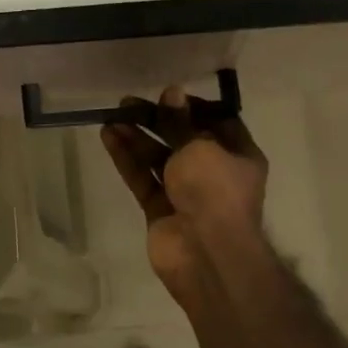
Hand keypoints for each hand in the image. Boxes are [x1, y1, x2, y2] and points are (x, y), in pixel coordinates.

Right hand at [100, 85, 267, 303]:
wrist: (208, 255)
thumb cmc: (215, 191)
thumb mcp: (200, 146)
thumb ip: (179, 121)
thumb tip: (172, 92)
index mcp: (238, 155)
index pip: (217, 121)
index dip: (193, 106)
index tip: (168, 94)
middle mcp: (214, 172)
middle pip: (182, 138)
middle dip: (157, 119)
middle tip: (129, 102)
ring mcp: (186, 192)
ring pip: (159, 157)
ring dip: (137, 137)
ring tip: (113, 115)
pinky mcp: (160, 210)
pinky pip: (143, 177)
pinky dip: (127, 158)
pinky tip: (109, 136)